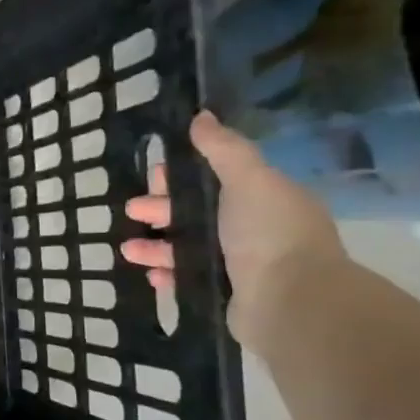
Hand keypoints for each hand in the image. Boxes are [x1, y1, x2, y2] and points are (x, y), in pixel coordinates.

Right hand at [120, 111, 344, 350]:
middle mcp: (253, 229)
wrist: (291, 302)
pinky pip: (187, 279)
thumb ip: (223, 149)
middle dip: (160, 209)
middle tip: (132, 210)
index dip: (182, 175)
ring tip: (128, 250)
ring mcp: (239, 264)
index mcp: (263, 198)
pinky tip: (150, 275)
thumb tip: (201, 116)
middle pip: (196, 213)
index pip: (215, 178)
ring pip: (186, 247)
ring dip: (154, 245)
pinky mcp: (225, 293)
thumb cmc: (269, 234)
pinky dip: (167, 274)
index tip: (155, 175)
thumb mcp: (249, 179)